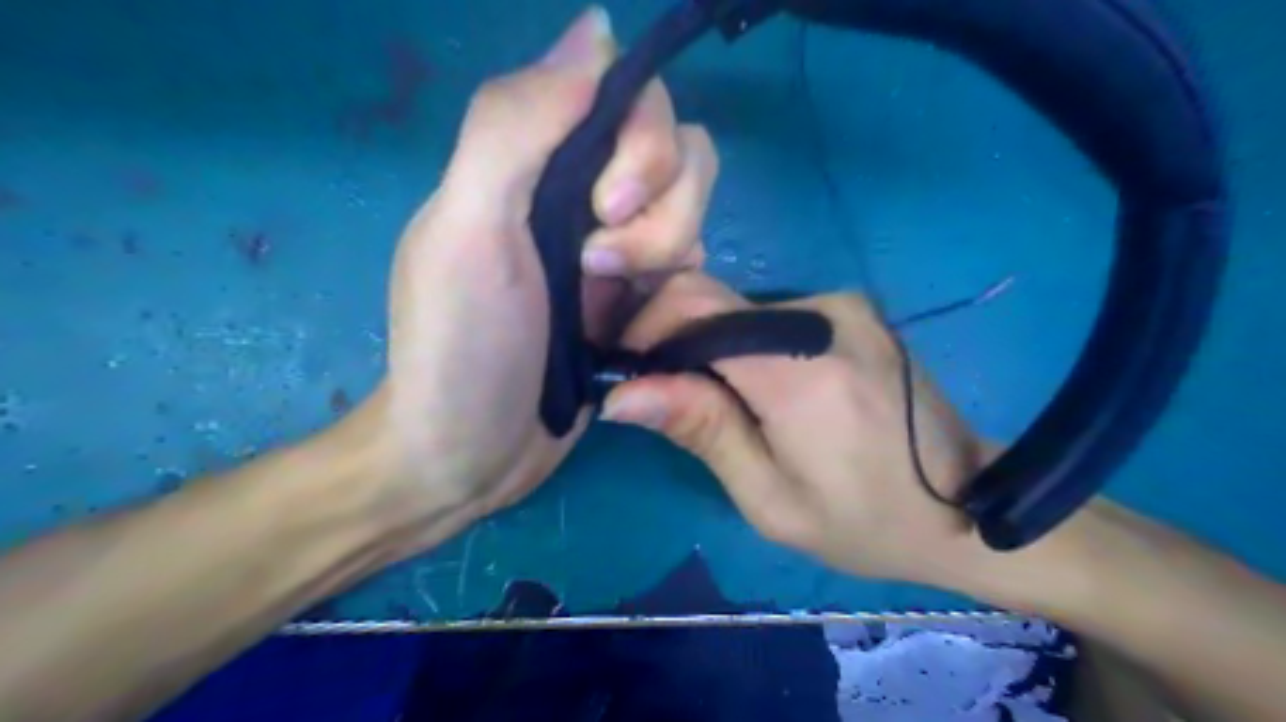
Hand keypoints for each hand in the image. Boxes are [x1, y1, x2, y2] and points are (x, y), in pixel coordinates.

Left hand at [347, 9, 719, 528]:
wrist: (472, 453)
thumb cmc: (462, 347)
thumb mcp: (468, 231)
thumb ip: (515, 125)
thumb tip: (595, 28)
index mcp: (534, 161)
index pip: (626, 97)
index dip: (640, 139)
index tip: (607, 204)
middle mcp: (579, 191)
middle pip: (675, 148)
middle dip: (660, 206)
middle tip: (602, 266)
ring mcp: (615, 245)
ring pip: (692, 204)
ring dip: (668, 247)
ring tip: (613, 300)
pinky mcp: (637, 295)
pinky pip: (692, 258)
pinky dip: (680, 280)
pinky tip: (642, 317)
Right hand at [597, 274, 985, 589]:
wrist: (966, 505)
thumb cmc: (865, 521)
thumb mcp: (770, 498)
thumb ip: (702, 431)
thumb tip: (624, 392)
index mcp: (802, 367)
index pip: (696, 306)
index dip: (647, 328)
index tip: (629, 373)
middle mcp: (824, 314)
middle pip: (713, 299)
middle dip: (672, 339)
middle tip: (664, 396)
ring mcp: (843, 304)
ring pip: (739, 307)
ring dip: (711, 346)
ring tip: (715, 401)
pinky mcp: (852, 309)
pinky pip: (772, 313)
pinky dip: (745, 343)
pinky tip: (757, 387)